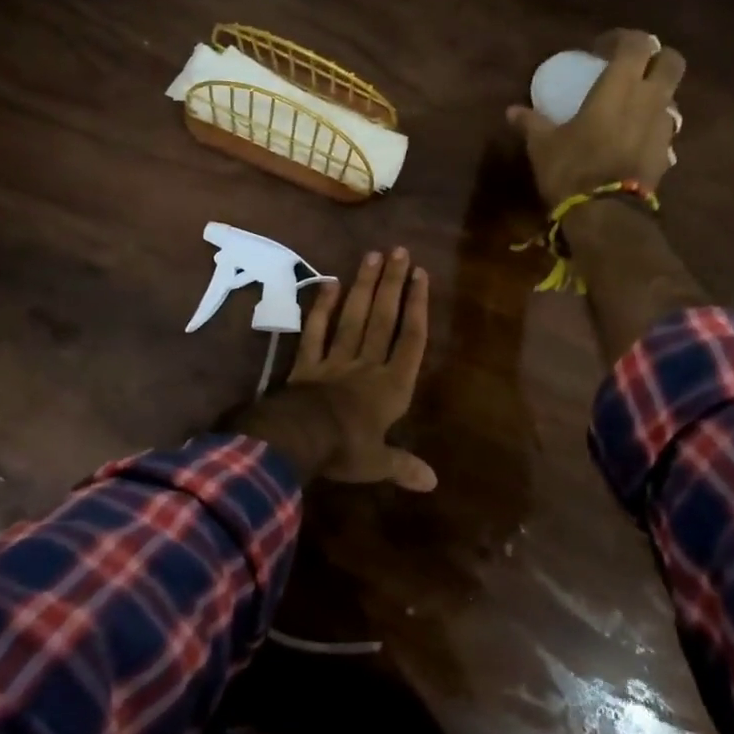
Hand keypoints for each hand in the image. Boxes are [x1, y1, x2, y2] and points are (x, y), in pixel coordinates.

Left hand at [288, 248, 435, 491]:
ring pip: (353, 317)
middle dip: (392, 284)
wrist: (300, 439)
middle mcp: (367, 365)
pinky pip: (316, 332)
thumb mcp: (378, 464)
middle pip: (383, 318)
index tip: (420, 276)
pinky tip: (329, 283)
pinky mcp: (307, 364)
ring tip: (371, 255)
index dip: (417, 306)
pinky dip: (322, 309)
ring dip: (363, 286)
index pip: (411, 339)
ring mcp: (335, 360)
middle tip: (398, 251)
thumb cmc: (346, 451)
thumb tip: (433, 483)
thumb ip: (404, 466)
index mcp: (391, 387)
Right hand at [507, 30, 686, 207]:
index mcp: (621, 86)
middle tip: (629, 69)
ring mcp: (664, 127)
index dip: (622, 38)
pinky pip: (665, 128)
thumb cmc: (573, 168)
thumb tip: (512, 111)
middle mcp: (651, 99)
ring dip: (656, 94)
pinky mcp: (668, 154)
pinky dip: (652, 126)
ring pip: (672, 96)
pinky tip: (631, 139)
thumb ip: (531, 123)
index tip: (600, 49)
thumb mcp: (543, 144)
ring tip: (629, 107)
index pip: (638, 42)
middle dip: (655, 59)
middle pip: (671, 61)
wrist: (606, 214)